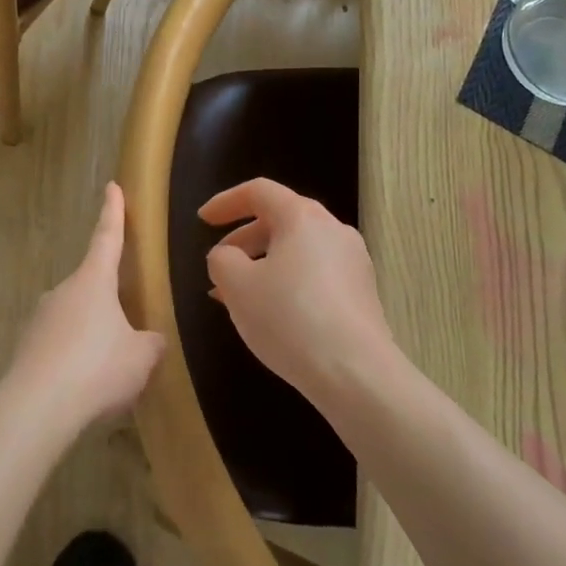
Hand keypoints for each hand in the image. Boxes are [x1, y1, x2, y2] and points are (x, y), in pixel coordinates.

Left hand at [9, 183, 166, 429]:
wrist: (36, 409)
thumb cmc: (97, 368)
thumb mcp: (142, 356)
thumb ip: (151, 343)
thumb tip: (150, 340)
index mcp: (93, 280)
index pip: (107, 236)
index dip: (113, 211)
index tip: (112, 186)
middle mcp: (63, 291)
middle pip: (92, 284)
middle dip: (110, 299)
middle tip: (128, 324)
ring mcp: (41, 319)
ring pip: (75, 317)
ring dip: (92, 333)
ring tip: (110, 368)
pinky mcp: (27, 349)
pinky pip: (60, 346)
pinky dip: (75, 358)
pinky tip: (86, 387)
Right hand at [201, 178, 398, 407]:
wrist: (356, 373)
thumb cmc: (289, 318)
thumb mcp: (238, 286)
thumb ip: (222, 260)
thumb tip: (228, 256)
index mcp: (302, 217)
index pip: (259, 192)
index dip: (226, 202)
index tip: (203, 220)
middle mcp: (333, 230)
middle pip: (281, 220)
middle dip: (244, 239)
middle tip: (220, 263)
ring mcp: (353, 262)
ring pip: (298, 250)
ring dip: (264, 265)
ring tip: (239, 296)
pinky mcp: (362, 294)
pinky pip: (315, 274)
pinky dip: (288, 282)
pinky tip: (272, 315)